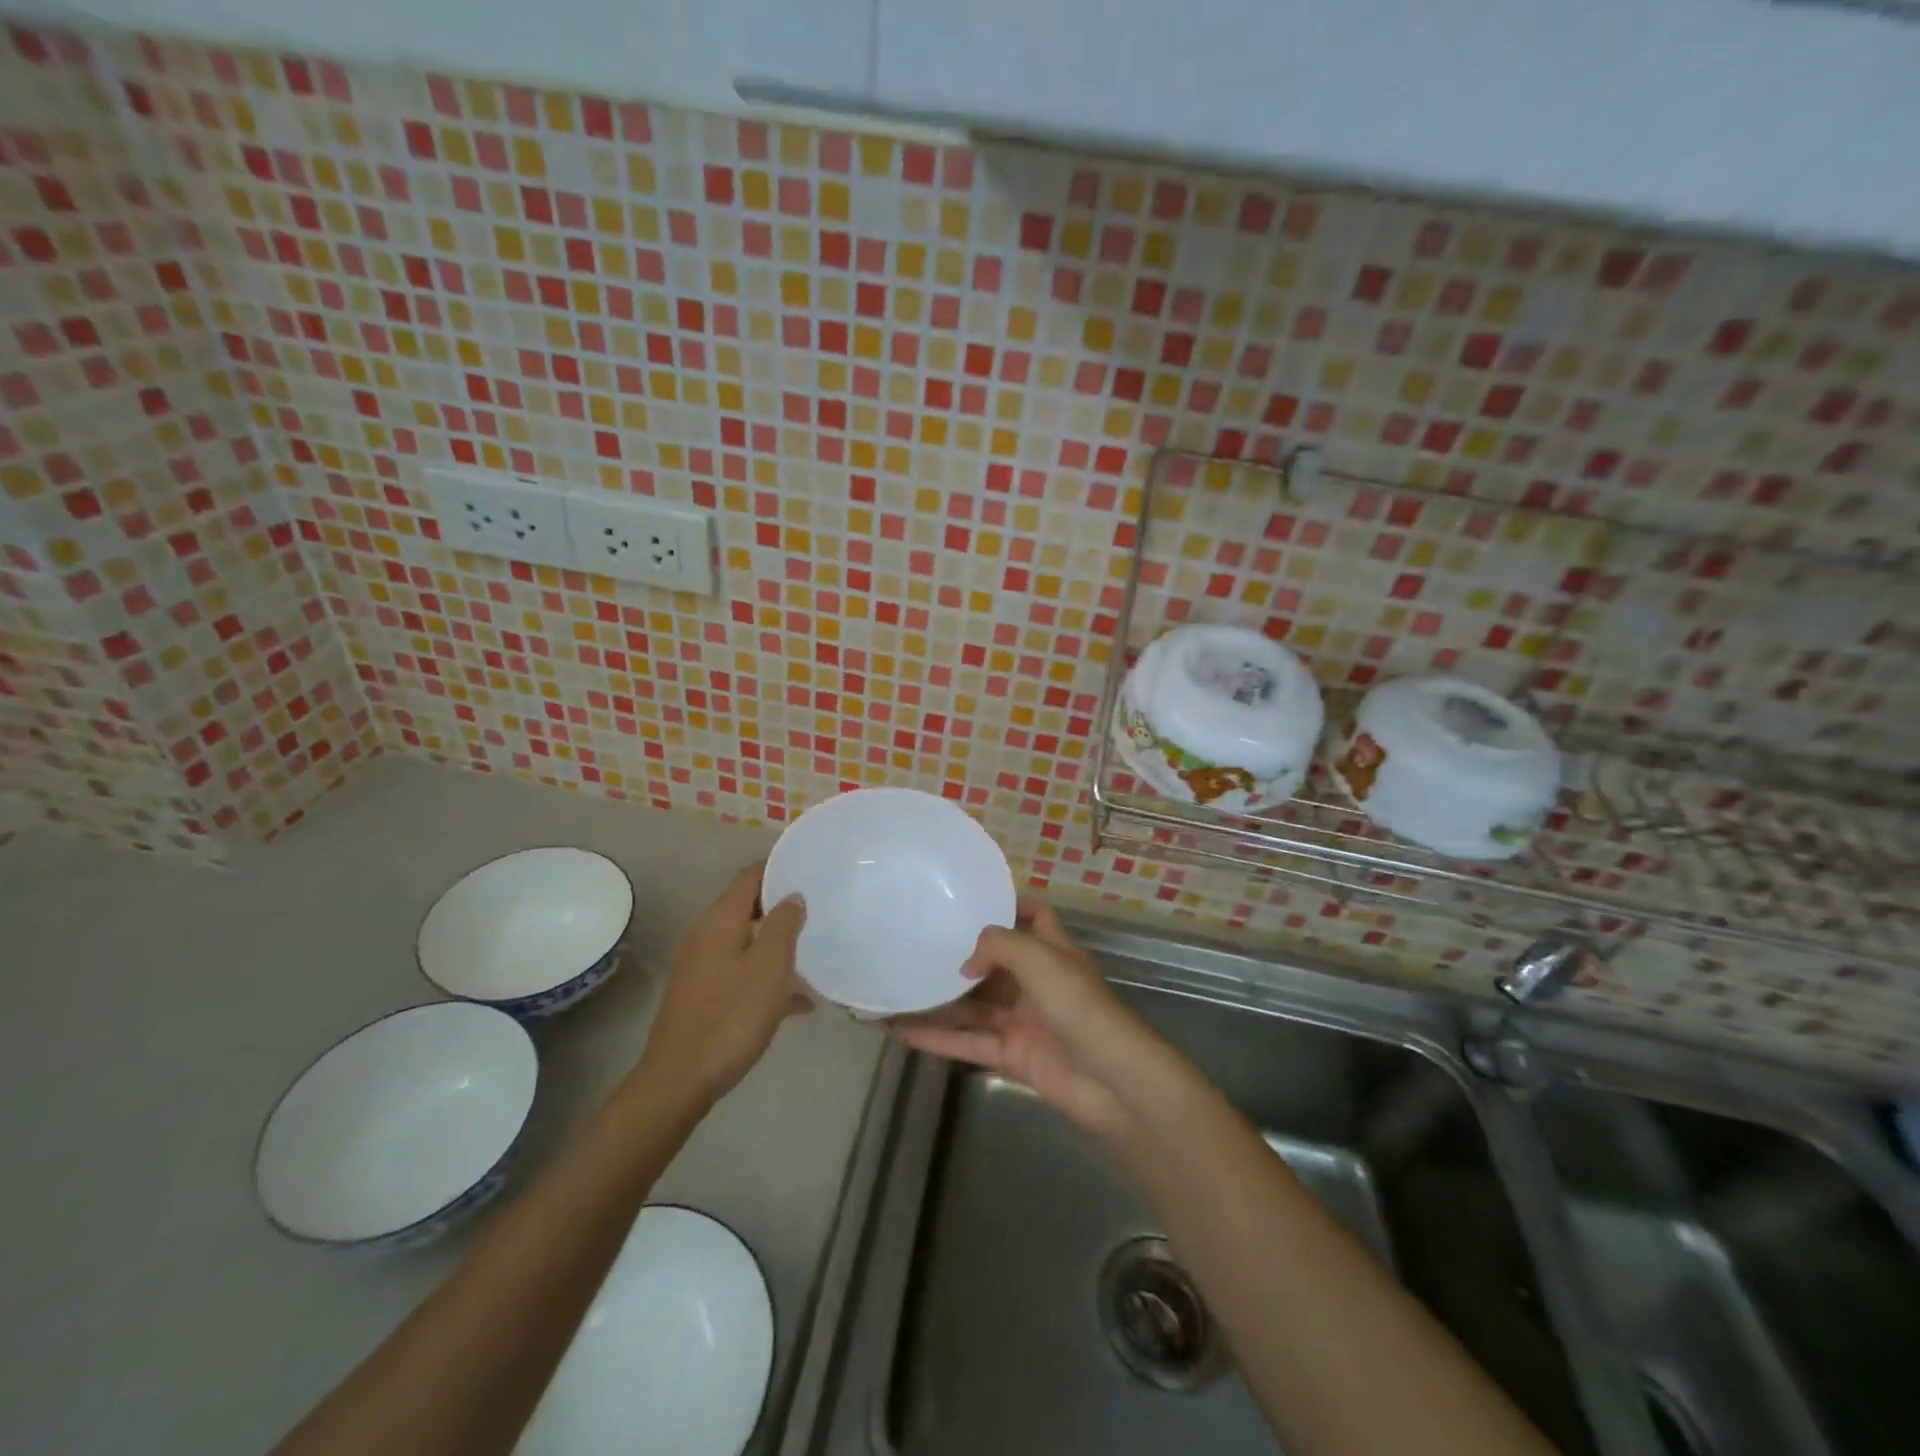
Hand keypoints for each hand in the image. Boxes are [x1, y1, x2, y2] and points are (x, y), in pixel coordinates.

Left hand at [637, 864, 808, 1102]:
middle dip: (783, 911)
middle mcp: (706, 938)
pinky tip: (797, 1004)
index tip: (809, 870)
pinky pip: (741, 974)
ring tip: (815, 961)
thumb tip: (792, 896)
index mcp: (719, 923)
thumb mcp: (769, 967)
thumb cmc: (730, 1018)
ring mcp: (701, 969)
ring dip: (778, 949)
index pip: (749, 878)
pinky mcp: (703, 998)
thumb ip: (783, 925)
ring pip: (748, 945)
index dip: (778, 869)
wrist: (679, 1082)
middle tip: (820, 915)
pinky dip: (767, 979)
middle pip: (748, 910)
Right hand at [894, 900, 1161, 1141]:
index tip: (970, 901)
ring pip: (976, 1005)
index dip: (1009, 906)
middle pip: (996, 962)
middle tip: (919, 942)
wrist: (1112, 1081)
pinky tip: (904, 1031)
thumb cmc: (1079, 1006)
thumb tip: (965, 963)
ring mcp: (1024, 1020)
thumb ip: (997, 946)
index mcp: (1053, 951)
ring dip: (942, 999)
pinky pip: (970, 1041)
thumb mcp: (1040, 959)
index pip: (1034, 917)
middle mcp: (1037, 982)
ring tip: (901, 987)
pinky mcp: (1012, 1055)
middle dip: (962, 954)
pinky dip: (940, 1038)